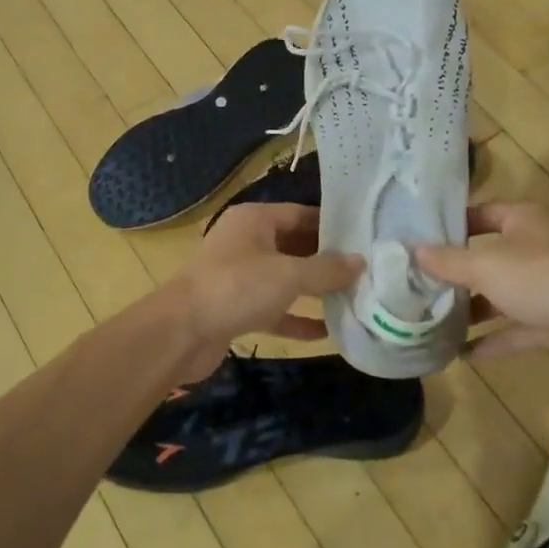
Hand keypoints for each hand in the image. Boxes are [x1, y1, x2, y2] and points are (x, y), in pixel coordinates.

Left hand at [170, 202, 363, 370]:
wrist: (180, 331)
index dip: (332, 226)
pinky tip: (326, 333)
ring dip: (314, 291)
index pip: (301, 214)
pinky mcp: (236, 308)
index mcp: (254, 220)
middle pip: (294, 246)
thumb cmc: (236, 288)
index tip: (365, 239)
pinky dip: (296, 318)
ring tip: (354, 299)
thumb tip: (360, 262)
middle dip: (326, 261)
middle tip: (367, 271)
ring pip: (284, 280)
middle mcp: (246, 242)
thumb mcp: (288, 275)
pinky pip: (273, 309)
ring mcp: (239, 277)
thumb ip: (326, 269)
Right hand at [414, 201, 548, 382]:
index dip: (451, 225)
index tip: (417, 240)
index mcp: (523, 220)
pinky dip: (493, 338)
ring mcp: (548, 286)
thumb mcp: (485, 265)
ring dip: (471, 308)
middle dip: (455, 272)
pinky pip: (517, 327)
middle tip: (416, 284)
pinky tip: (462, 353)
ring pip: (501, 294)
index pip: (480, 214)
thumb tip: (413, 250)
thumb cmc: (543, 278)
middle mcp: (536, 247)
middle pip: (488, 256)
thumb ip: (448, 260)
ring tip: (432, 319)